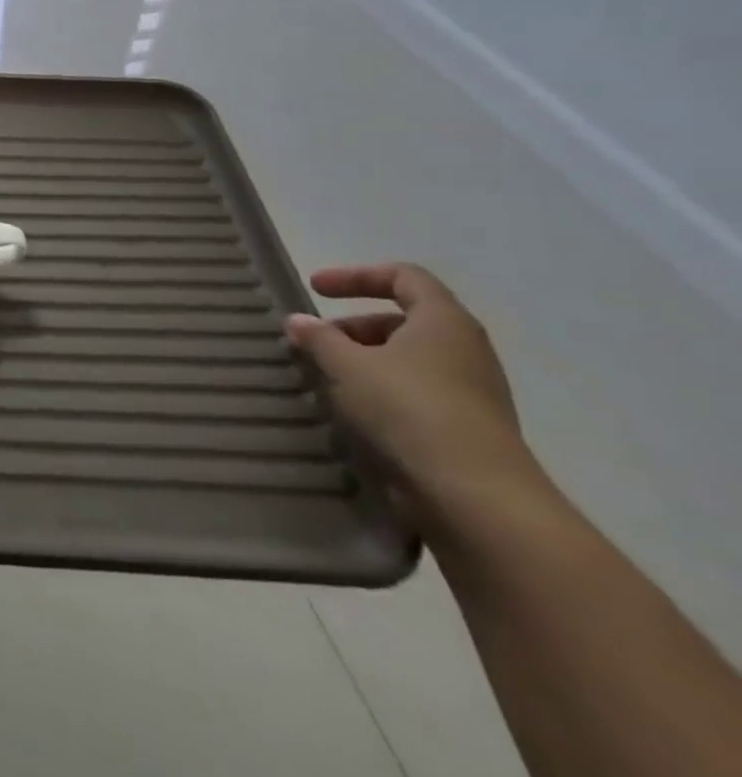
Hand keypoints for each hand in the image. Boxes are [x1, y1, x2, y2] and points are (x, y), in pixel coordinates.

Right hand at [286, 263, 534, 513]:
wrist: (478, 500)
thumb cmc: (408, 410)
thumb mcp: (346, 365)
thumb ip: (318, 338)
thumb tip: (298, 321)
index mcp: (444, 322)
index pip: (404, 276)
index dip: (356, 275)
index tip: (316, 289)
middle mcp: (465, 350)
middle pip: (404, 320)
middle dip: (354, 326)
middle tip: (316, 342)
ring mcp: (472, 394)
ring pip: (408, 361)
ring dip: (364, 362)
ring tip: (326, 378)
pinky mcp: (468, 431)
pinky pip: (416, 395)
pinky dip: (381, 393)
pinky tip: (353, 412)